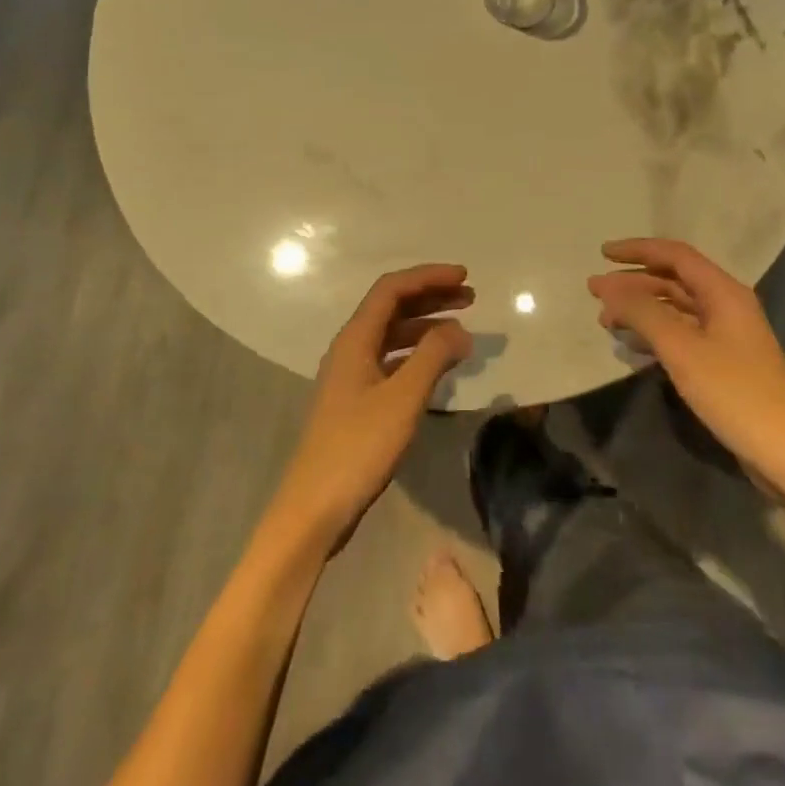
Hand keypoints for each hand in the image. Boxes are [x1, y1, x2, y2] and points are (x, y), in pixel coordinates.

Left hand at [269, 265, 474, 553]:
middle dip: (430, 297)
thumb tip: (459, 329)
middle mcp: (350, 349)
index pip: (392, 289)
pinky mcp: (357, 400)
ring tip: (462, 330)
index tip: (464, 277)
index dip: (428, 277)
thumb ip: (432, 357)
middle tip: (470, 298)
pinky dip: (417, 354)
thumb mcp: (402, 399)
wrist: (314, 508)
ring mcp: (351, 375)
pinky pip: (391, 360)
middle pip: (392, 307)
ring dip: (426, 325)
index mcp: (355, 339)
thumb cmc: (358, 448)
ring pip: (392, 335)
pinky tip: (438, 366)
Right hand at [588, 238, 784, 480]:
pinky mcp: (724, 361)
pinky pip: (682, 333)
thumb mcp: (681, 348)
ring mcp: (727, 335)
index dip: (637, 250)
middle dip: (633, 283)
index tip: (602, 254)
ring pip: (675, 308)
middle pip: (673, 280)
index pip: (674, 255)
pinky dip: (655, 333)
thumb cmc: (733, 392)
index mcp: (723, 292)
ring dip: (641, 309)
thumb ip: (642, 312)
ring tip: (606, 321)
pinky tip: (632, 346)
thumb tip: (608, 287)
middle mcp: (726, 305)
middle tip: (595, 292)